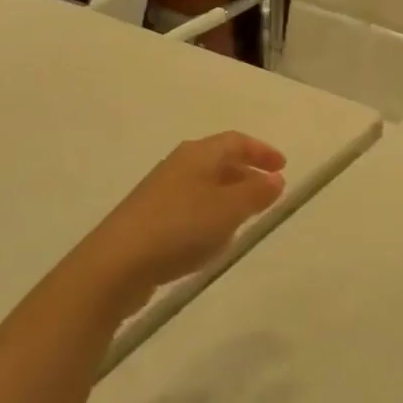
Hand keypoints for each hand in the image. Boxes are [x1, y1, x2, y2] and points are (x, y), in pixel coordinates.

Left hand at [78, 133, 286, 312]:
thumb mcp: (227, 210)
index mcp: (197, 154)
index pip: (234, 141)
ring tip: (248, 217)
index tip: (283, 166)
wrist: (118, 261)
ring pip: (204, 184)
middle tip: (270, 192)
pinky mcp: (151, 217)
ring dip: (228, 195)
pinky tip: (214, 238)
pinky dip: (210, 213)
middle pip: (218, 160)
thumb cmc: (180, 227)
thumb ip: (255, 194)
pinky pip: (191, 206)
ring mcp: (161, 191)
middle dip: (246, 173)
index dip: (260, 151)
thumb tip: (275, 178)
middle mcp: (178, 165)